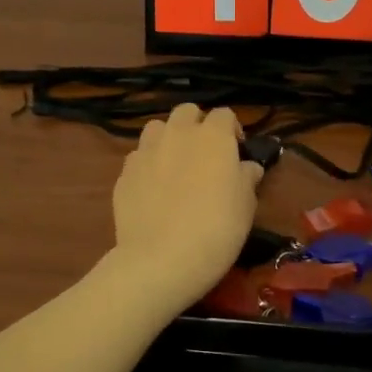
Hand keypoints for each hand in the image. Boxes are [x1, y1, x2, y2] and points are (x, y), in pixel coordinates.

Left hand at [110, 104, 263, 314]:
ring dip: (169, 138)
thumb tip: (247, 167)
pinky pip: (138, 157)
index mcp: (213, 137)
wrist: (162, 259)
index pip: (225, 115)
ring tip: (175, 165)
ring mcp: (146, 151)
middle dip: (197, 125)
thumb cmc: (217, 230)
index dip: (232, 130)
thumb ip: (246, 178)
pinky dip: (148, 164)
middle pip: (187, 112)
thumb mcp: (246, 206)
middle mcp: (178, 134)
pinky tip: (153, 188)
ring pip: (157, 128)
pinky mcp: (124, 173)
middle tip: (205, 154)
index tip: (237, 152)